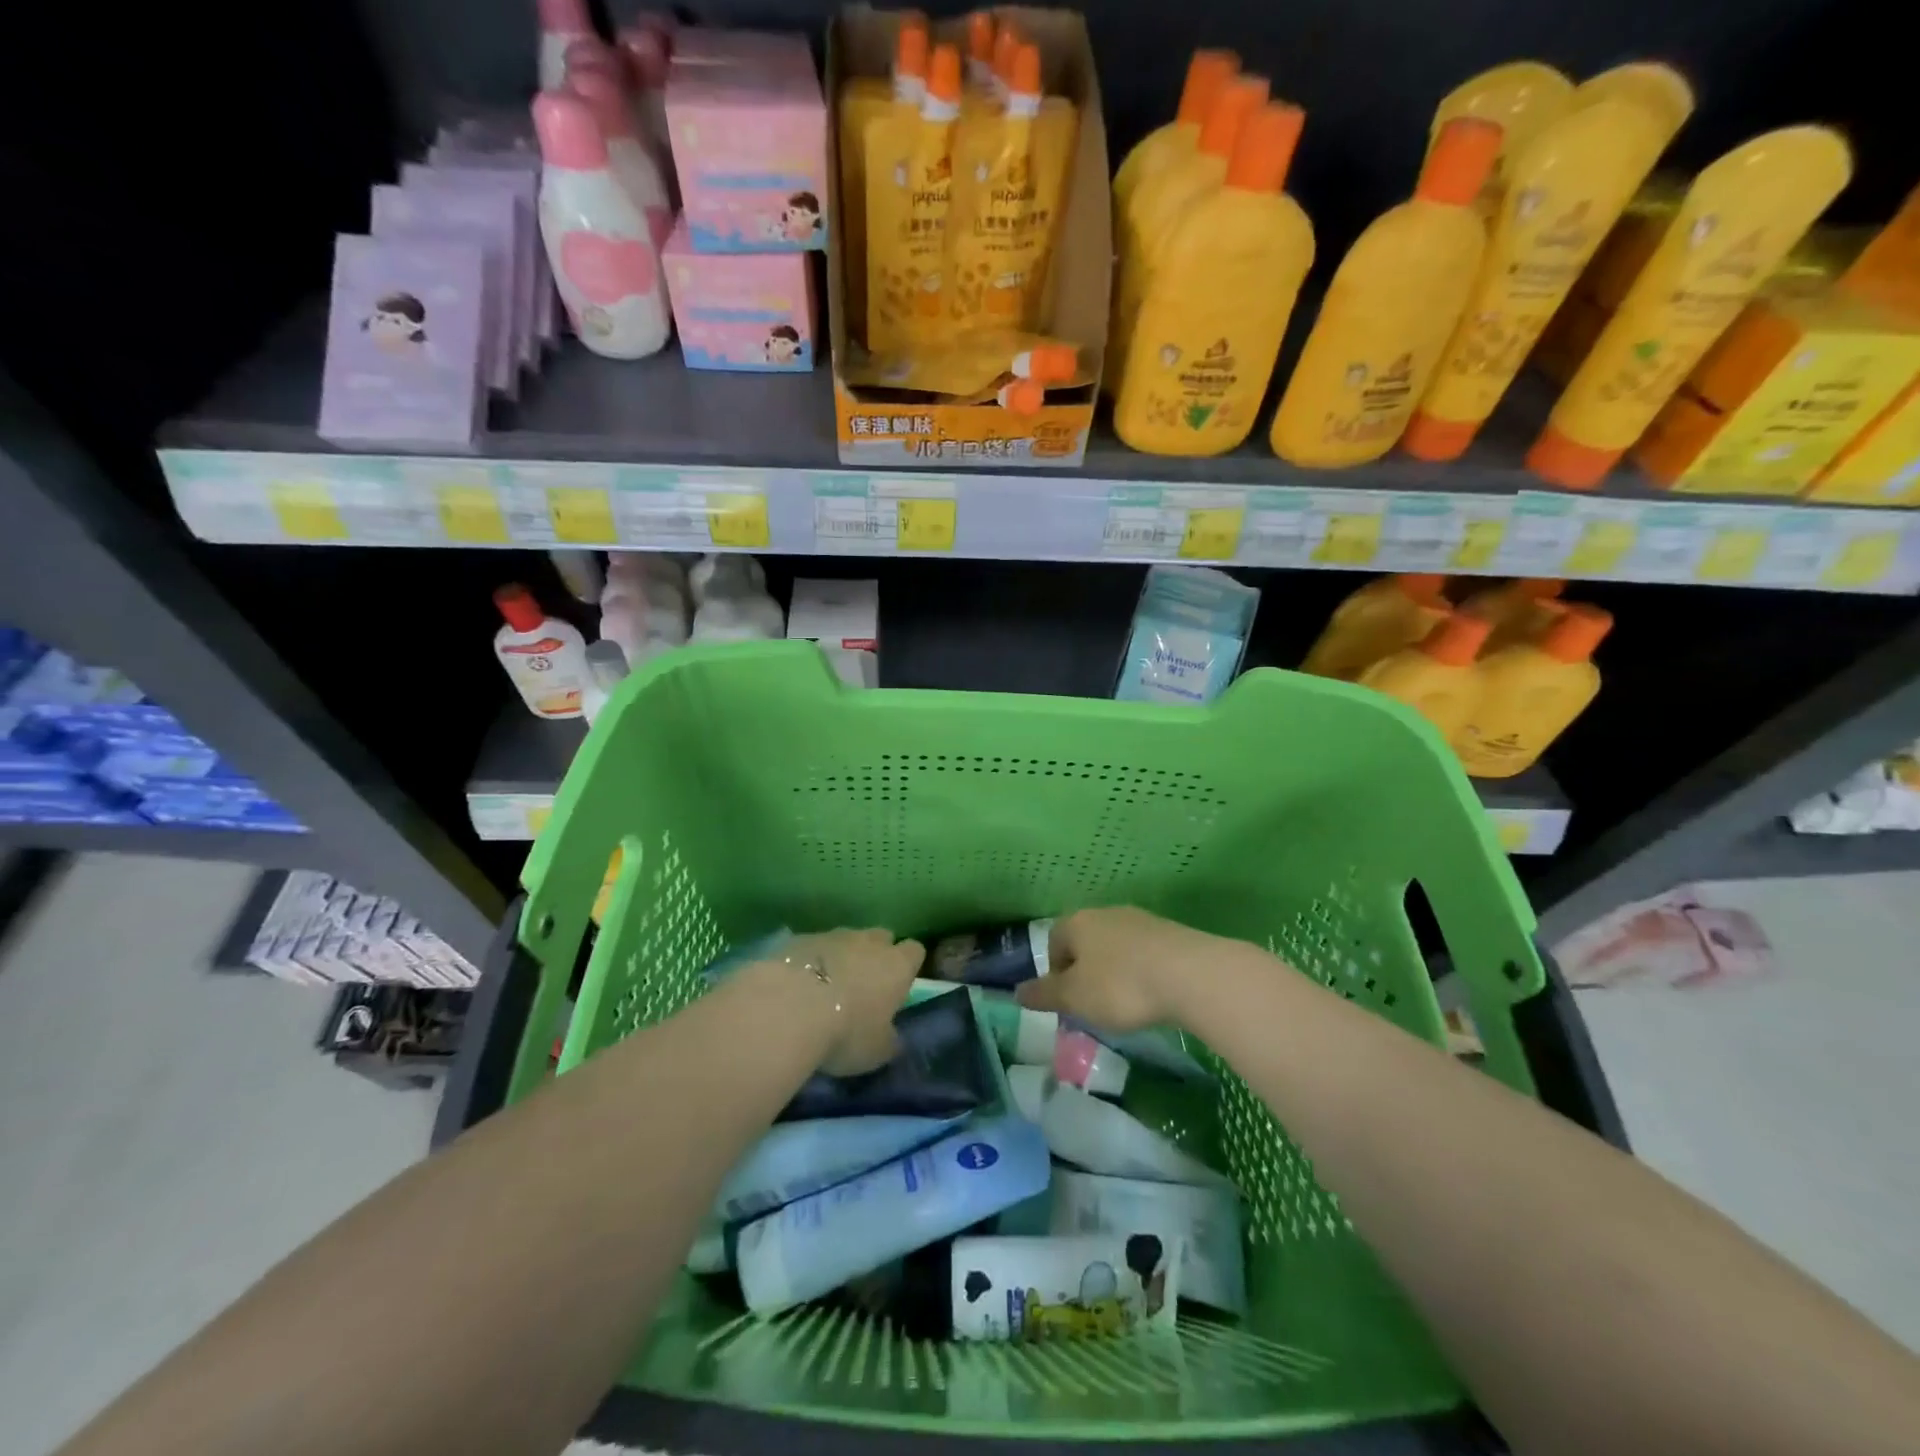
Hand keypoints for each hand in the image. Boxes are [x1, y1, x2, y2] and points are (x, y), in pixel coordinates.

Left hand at [784, 928, 924, 1076]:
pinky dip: (812, 961)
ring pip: (846, 939)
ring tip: (827, 986)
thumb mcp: (877, 1051)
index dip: (908, 966)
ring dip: (842, 957)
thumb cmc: (846, 1032)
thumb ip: (889, 1039)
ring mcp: (833, 936)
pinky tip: (799, 985)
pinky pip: (814, 947)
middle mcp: (869, 942)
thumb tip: (892, 1036)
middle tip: (864, 985)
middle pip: (881, 937)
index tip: (899, 985)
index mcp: (897, 965)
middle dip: (876, 955)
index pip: (914, 951)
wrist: (790, 1008)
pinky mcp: (800, 939)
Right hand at [1015, 908, 1222, 1031]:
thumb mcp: (1075, 998)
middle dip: (1085, 971)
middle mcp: (1106, 913)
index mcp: (1077, 922)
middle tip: (1092, 1004)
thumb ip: (1045, 994)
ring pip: (1116, 946)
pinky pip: (1144, 952)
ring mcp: (1141, 920)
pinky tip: (1151, 995)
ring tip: (1124, 1003)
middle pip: (1086, 941)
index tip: (1065, 1001)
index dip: (1054, 971)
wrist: (1191, 975)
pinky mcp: (1171, 933)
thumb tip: (1016, 992)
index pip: (1054, 941)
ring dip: (1114, 971)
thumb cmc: (1120, 986)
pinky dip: (1141, 972)